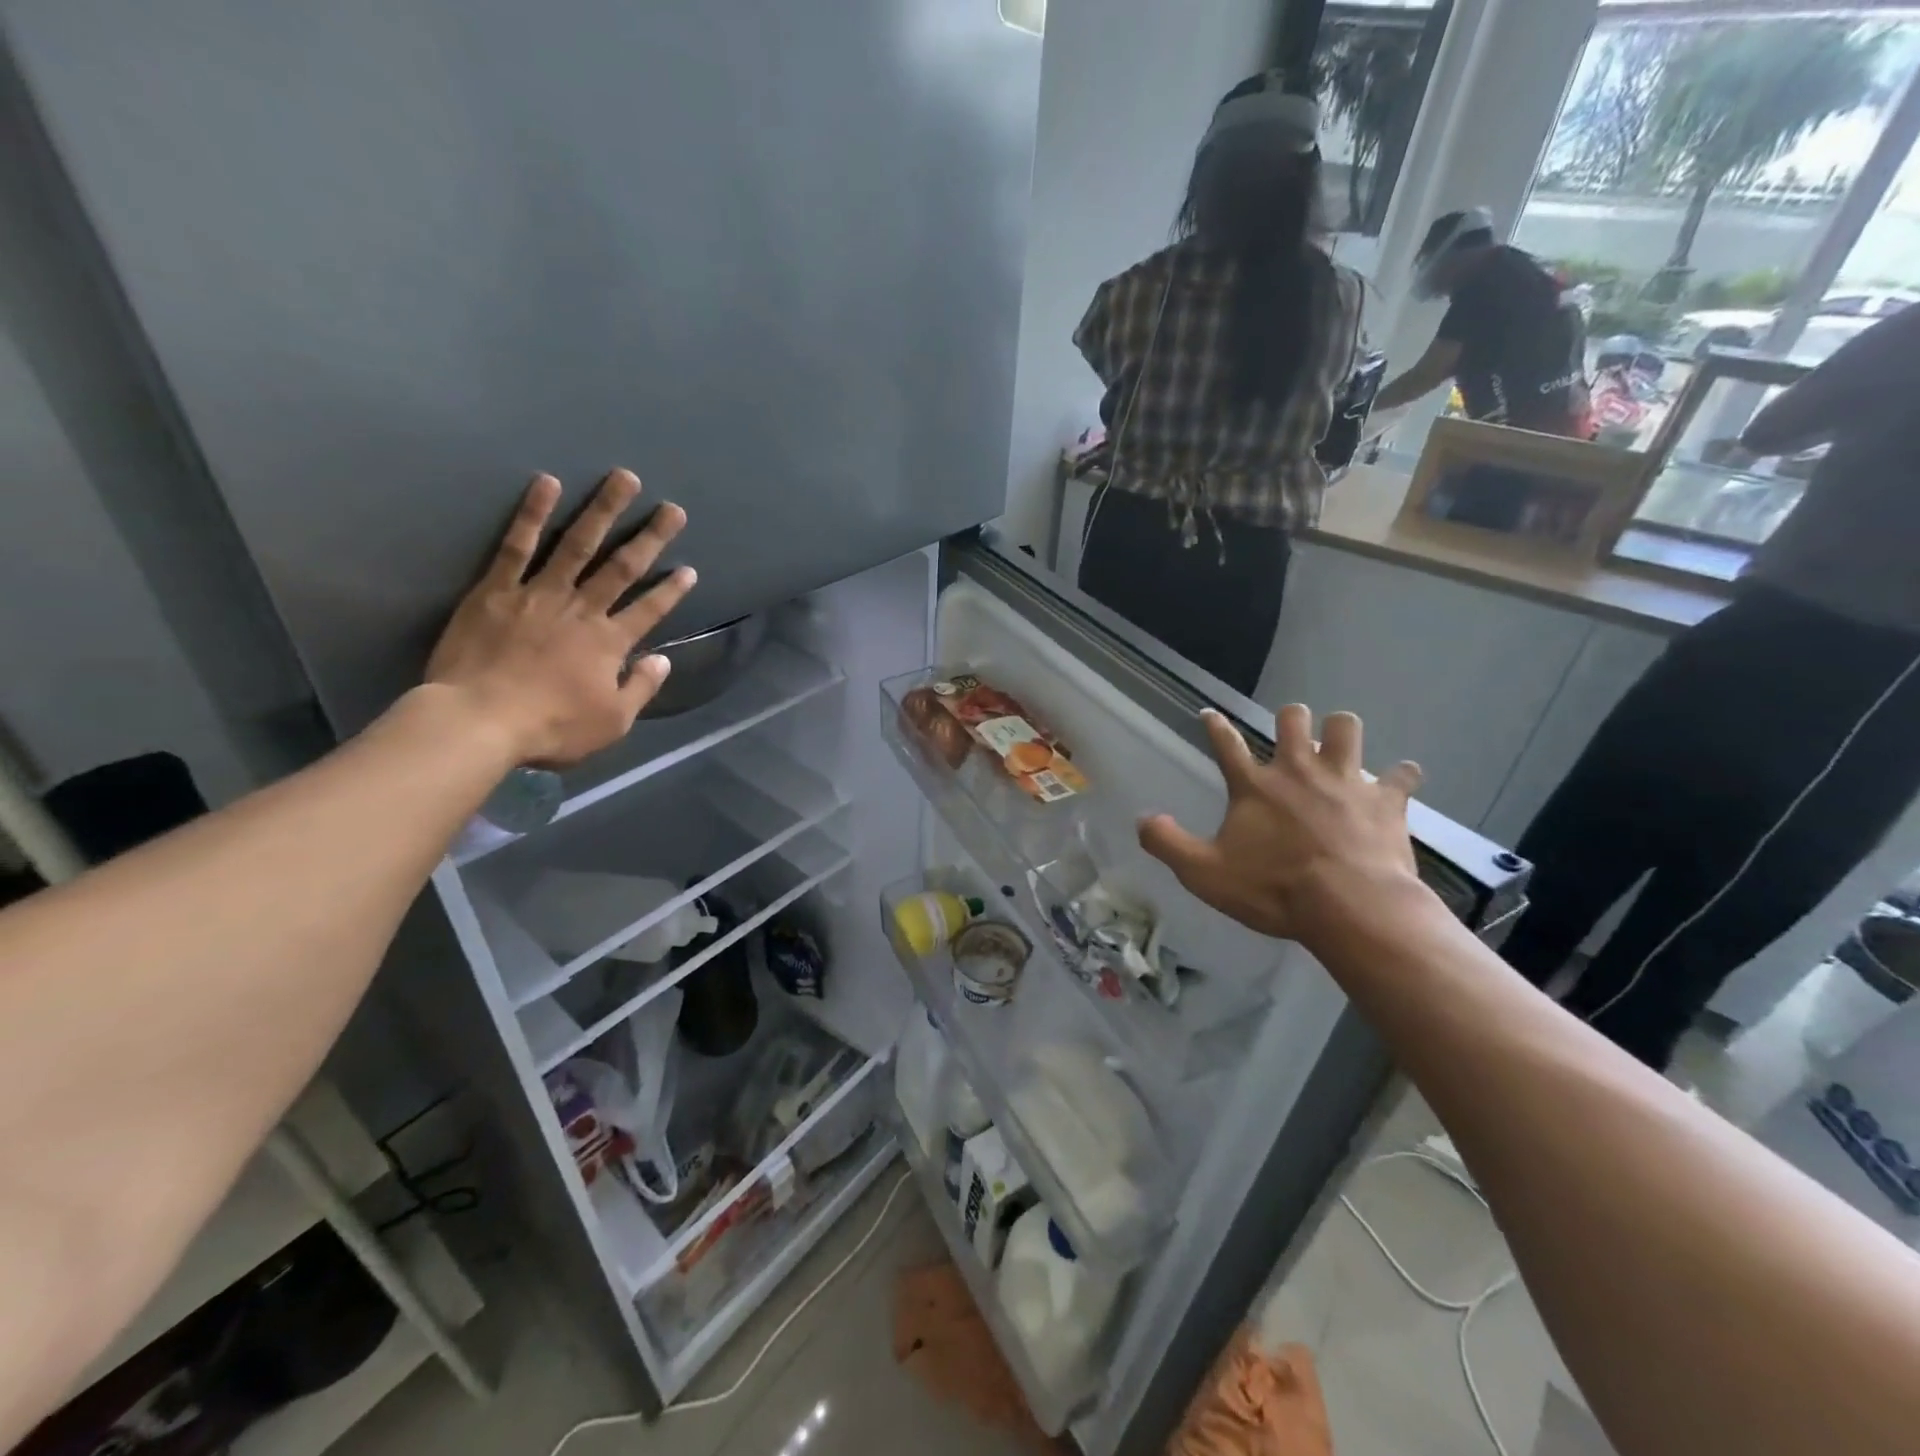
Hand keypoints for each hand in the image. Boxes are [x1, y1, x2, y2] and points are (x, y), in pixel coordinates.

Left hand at [426, 470, 694, 764]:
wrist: (479, 721)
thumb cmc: (551, 728)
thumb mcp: (612, 723)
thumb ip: (641, 688)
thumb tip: (662, 660)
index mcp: (610, 643)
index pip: (650, 610)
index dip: (671, 590)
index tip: (689, 569)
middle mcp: (582, 610)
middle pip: (622, 567)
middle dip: (651, 537)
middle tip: (671, 509)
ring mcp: (539, 594)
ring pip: (578, 545)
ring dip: (603, 510)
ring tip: (623, 479)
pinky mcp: (497, 590)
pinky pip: (516, 546)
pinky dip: (532, 514)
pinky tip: (546, 484)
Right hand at [1138, 706, 1424, 943]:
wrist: (1349, 907)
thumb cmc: (1273, 890)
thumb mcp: (1204, 873)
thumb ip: (1167, 843)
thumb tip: (1141, 819)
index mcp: (1255, 787)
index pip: (1226, 744)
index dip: (1215, 726)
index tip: (1209, 712)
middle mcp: (1299, 770)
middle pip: (1293, 720)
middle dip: (1290, 718)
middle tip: (1290, 731)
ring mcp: (1345, 781)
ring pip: (1347, 728)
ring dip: (1342, 731)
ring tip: (1339, 744)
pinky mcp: (1384, 800)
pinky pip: (1401, 775)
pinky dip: (1399, 776)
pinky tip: (1399, 780)